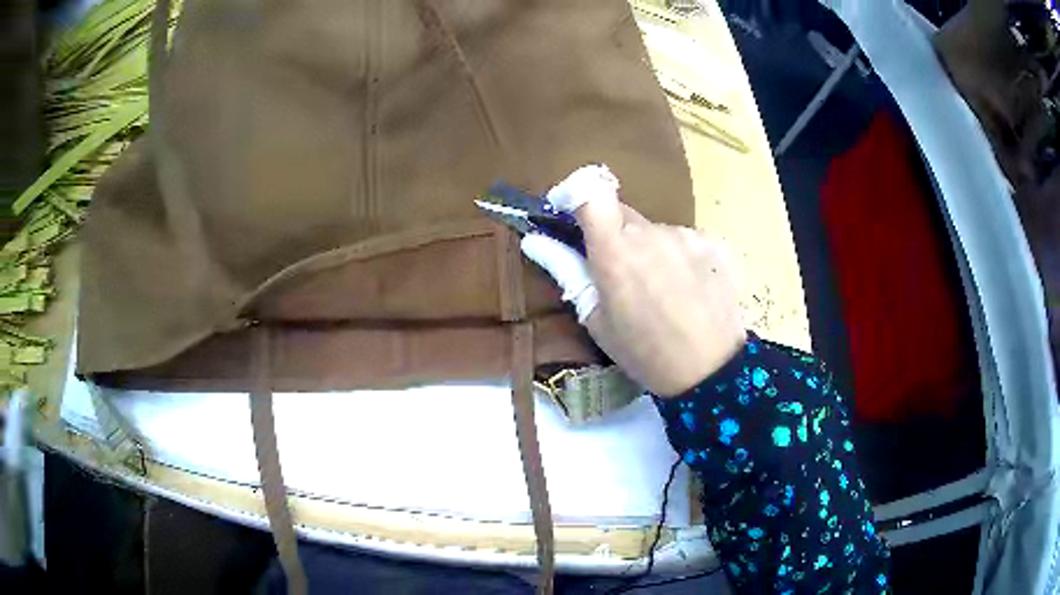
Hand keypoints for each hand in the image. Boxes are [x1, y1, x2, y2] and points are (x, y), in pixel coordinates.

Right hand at [522, 165, 745, 396]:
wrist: (711, 371)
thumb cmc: (644, 351)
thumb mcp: (596, 319)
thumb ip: (566, 270)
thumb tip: (534, 240)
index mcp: (615, 249)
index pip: (590, 188)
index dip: (576, 193)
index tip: (570, 214)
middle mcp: (651, 231)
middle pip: (623, 213)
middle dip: (613, 235)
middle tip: (619, 275)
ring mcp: (687, 235)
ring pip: (655, 230)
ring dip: (650, 250)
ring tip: (661, 292)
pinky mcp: (714, 244)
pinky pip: (685, 241)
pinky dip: (679, 258)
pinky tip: (689, 291)